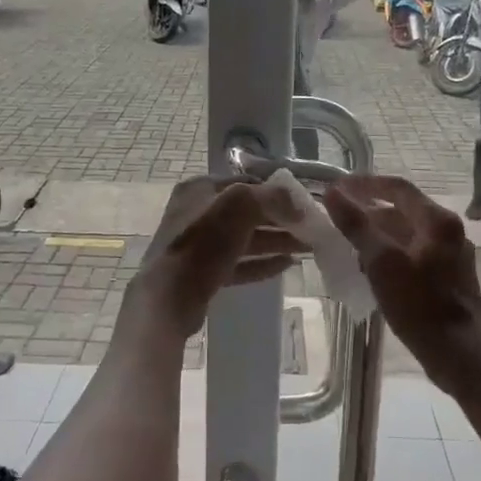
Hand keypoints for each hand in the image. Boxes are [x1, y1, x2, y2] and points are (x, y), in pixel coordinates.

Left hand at [131, 178, 309, 337]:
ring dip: (276, 242)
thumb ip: (271, 197)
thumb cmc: (203, 243)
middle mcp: (197, 212)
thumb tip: (298, 203)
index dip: (277, 192)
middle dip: (281, 220)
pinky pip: (239, 264)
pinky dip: (261, 263)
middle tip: (312, 229)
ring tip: (308, 249)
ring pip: (245, 239)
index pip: (246, 183)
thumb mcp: (240, 206)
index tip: (305, 204)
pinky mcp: (203, 273)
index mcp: (200, 189)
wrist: (168, 297)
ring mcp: (199, 245)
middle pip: (248, 212)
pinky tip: (287, 266)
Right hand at [324, 176, 480, 394]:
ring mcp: (451, 256)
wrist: (461, 355)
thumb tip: (332, 193)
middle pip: (403, 210)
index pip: (397, 187)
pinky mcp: (448, 279)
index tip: (336, 188)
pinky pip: (413, 256)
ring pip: (407, 235)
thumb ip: (356, 225)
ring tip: (349, 248)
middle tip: (338, 220)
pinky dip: (391, 256)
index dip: (364, 185)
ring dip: (378, 236)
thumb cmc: (420, 305)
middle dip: (368, 213)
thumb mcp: (381, 262)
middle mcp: (449, 232)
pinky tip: (372, 273)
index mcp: (438, 220)